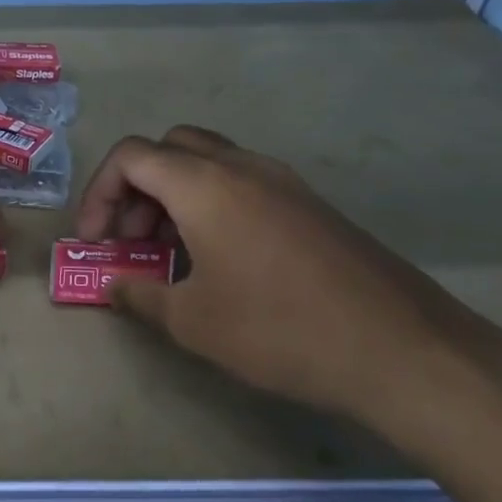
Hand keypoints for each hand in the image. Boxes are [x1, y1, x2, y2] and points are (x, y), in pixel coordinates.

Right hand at [75, 126, 501, 434]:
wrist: (406, 353)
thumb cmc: (280, 330)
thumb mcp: (192, 322)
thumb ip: (139, 295)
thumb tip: (114, 285)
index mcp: (204, 185)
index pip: (129, 157)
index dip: (98, 193)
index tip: (95, 240)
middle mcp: (242, 168)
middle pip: (168, 148)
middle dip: (136, 187)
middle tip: (132, 237)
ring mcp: (284, 183)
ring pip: (208, 163)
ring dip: (174, 195)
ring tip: (172, 253)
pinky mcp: (312, 206)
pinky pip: (243, 184)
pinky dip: (212, 204)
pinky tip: (222, 260)